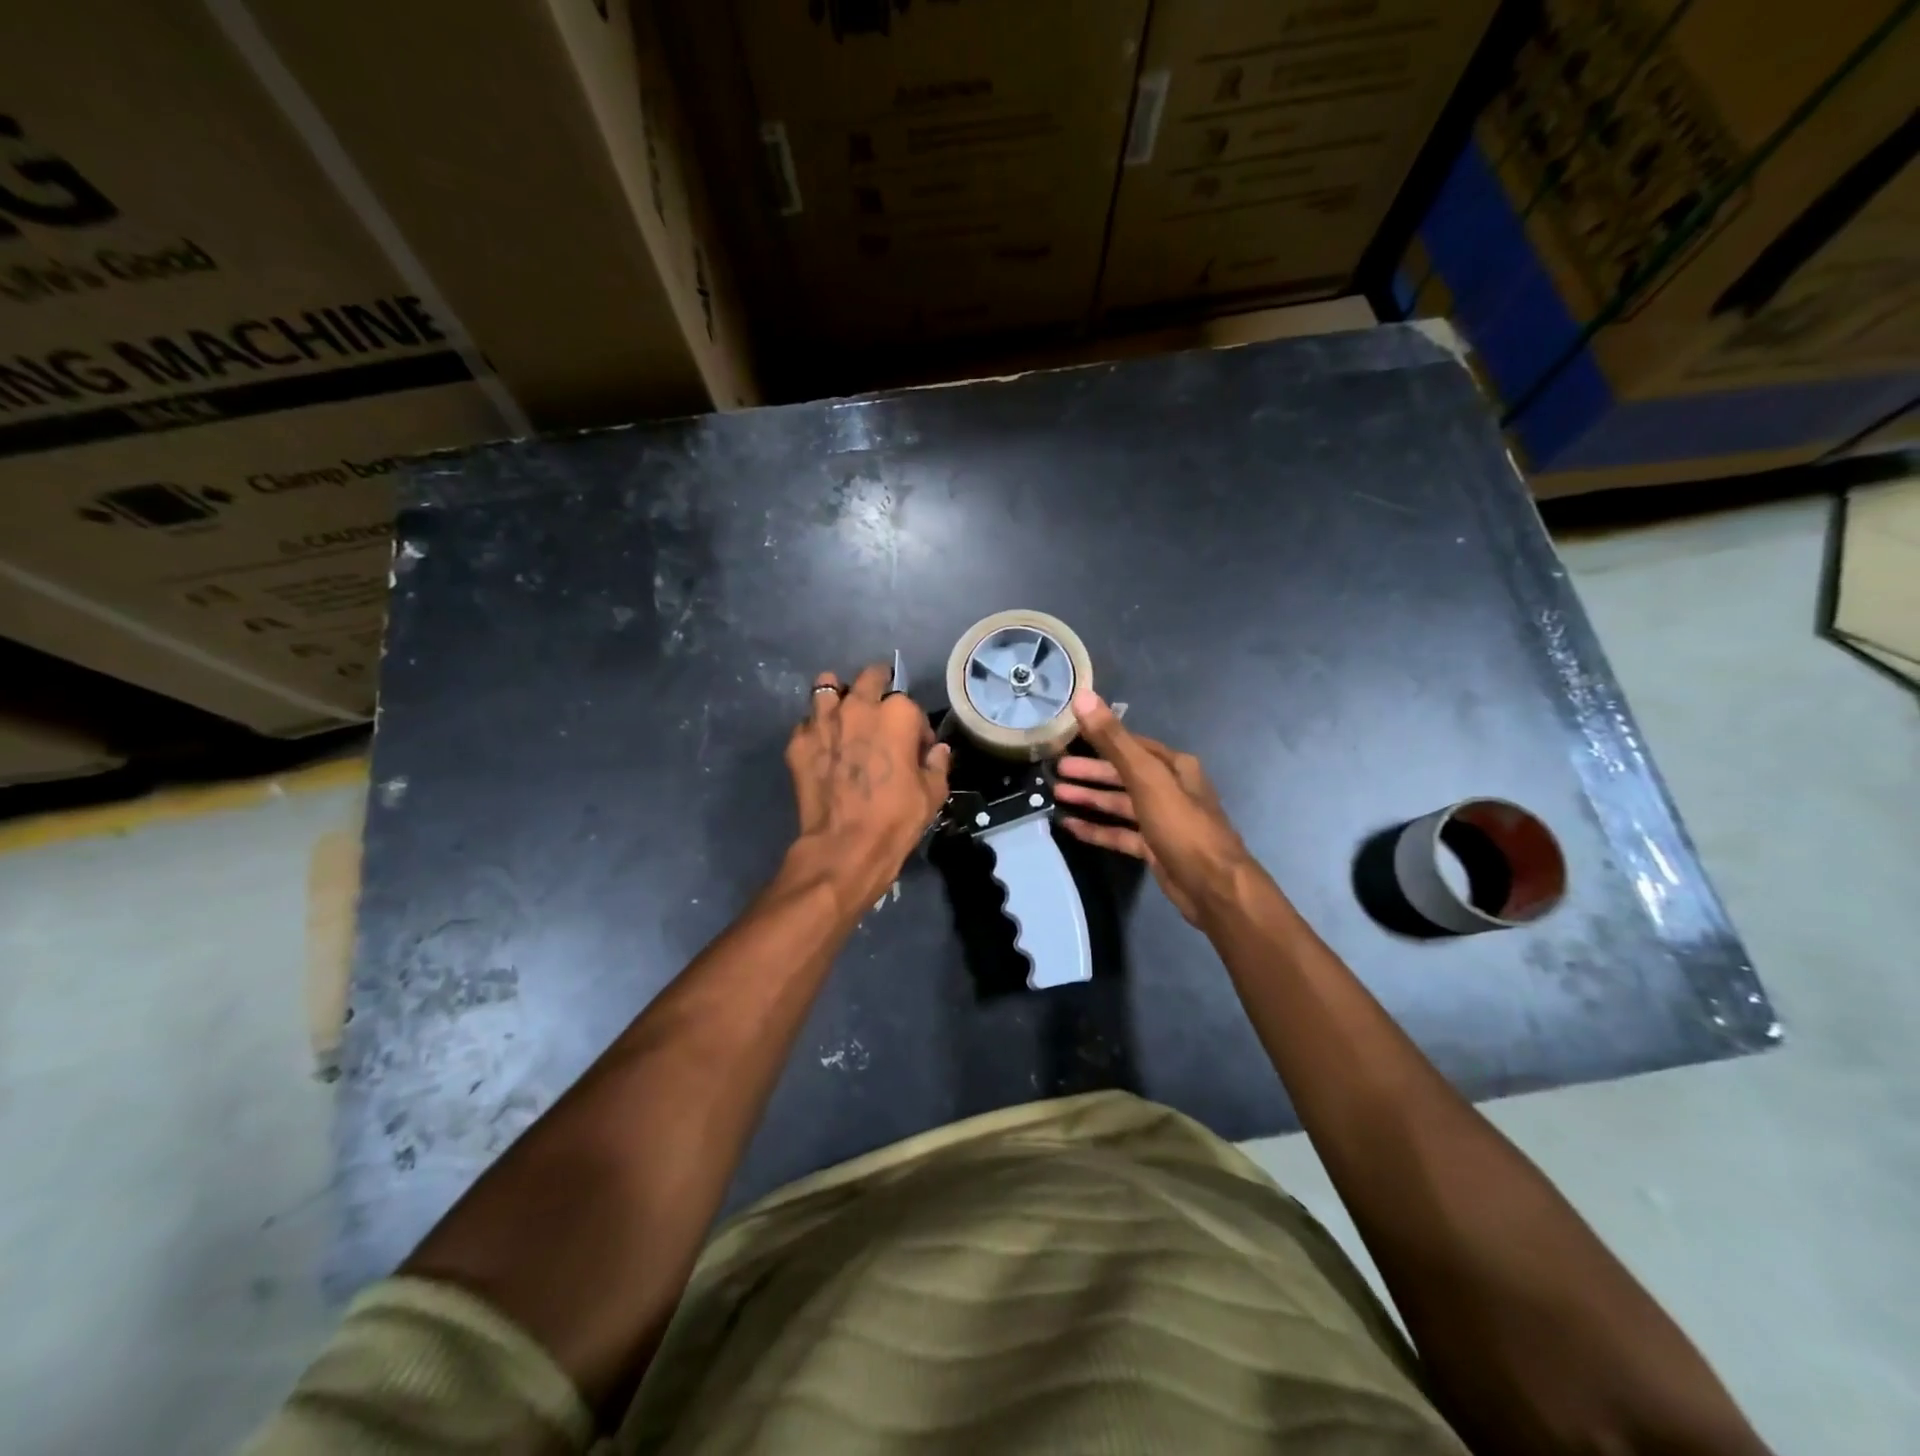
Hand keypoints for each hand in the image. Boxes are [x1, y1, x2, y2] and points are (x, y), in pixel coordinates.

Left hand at [785, 663, 951, 913]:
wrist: (845, 846)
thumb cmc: (897, 818)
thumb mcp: (933, 793)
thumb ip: (937, 764)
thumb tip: (937, 751)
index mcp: (897, 713)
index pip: (911, 706)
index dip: (916, 729)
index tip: (915, 748)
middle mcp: (858, 706)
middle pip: (869, 678)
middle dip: (877, 687)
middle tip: (880, 712)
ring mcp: (823, 721)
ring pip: (827, 687)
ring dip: (839, 696)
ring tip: (844, 714)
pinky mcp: (798, 742)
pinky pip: (806, 722)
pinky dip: (815, 729)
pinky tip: (822, 746)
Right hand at [1054, 689, 1256, 925]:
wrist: (1213, 887)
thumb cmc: (1182, 826)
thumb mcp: (1146, 778)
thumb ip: (1113, 740)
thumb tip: (1083, 697)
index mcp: (1174, 766)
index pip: (1131, 744)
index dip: (1100, 738)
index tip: (1068, 736)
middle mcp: (1170, 788)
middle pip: (1122, 774)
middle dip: (1090, 771)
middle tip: (1056, 768)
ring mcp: (1162, 820)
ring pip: (1119, 803)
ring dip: (1090, 798)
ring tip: (1056, 794)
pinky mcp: (1154, 848)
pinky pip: (1120, 833)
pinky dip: (1097, 828)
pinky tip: (1070, 826)